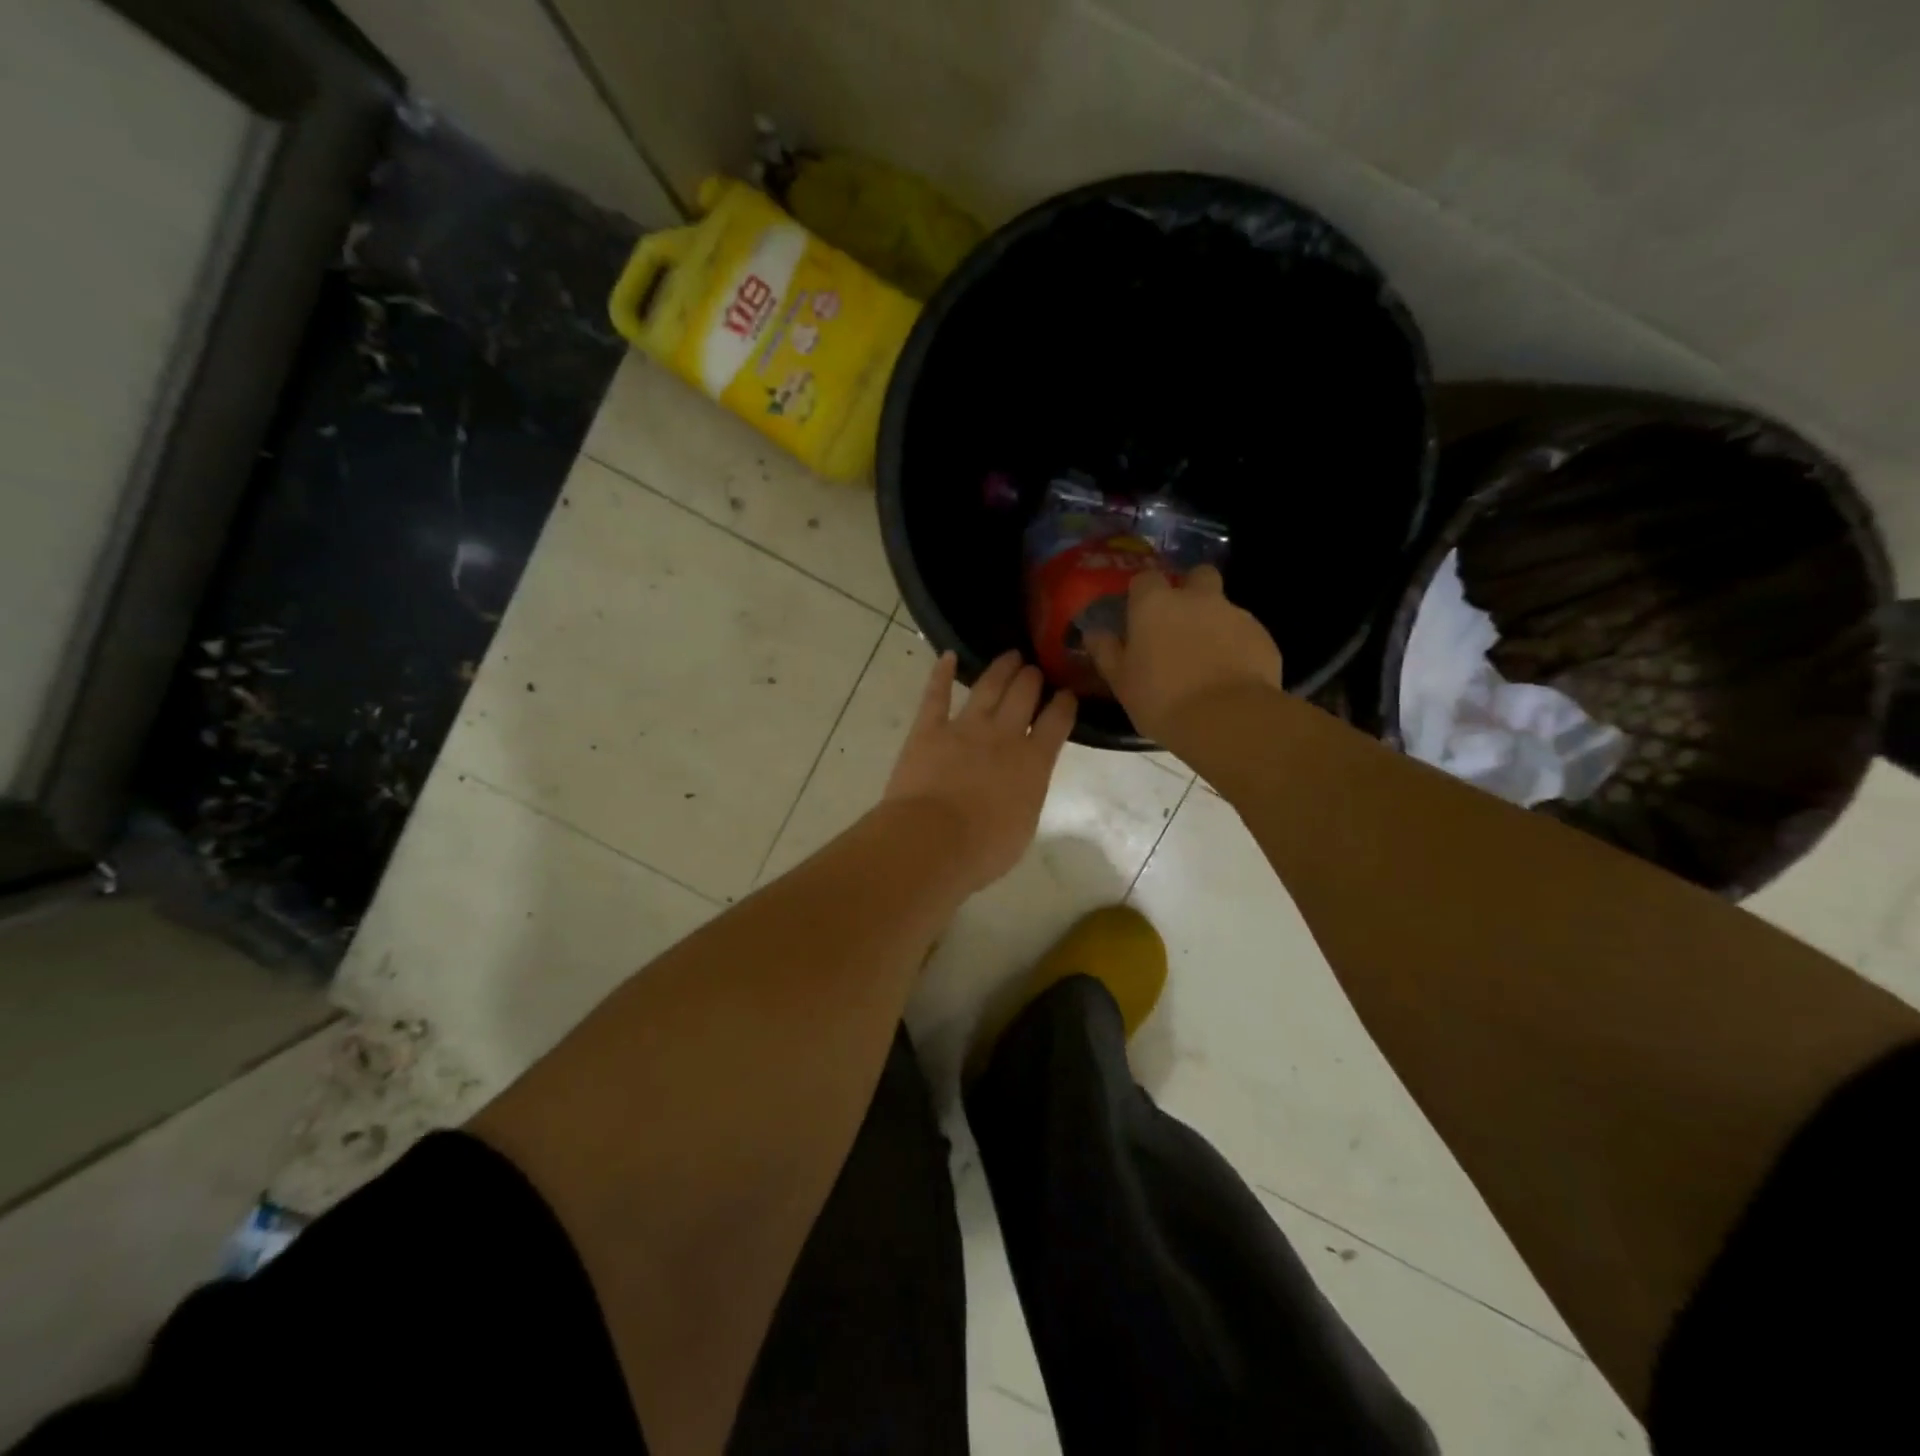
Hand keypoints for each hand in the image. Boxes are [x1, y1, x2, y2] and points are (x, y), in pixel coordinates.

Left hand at [883, 650, 1075, 895]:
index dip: (1065, 704)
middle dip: (1033, 678)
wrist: (933, 841)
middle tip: (1035, 669)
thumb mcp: (1023, 826)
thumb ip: (1027, 794)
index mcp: (1034, 762)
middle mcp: (1003, 735)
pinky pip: (936, 695)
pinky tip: (947, 656)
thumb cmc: (984, 848)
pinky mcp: (929, 729)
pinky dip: (941, 673)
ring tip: (1010, 656)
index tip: (1067, 694)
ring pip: (988, 687)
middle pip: (1024, 694)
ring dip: (1001, 669)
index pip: (1057, 722)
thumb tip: (1023, 782)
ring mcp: (965, 728)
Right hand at [1085, 565, 1282, 745]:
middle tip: (1180, 623)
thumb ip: (1106, 652)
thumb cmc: (1161, 699)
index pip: (1146, 579)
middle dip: (1190, 591)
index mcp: (1156, 605)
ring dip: (1214, 623)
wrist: (1227, 719)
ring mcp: (1235, 614)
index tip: (1139, 615)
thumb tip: (1094, 633)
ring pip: (1223, 607)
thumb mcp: (1121, 682)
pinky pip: (1245, 634)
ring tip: (1206, 660)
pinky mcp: (1263, 637)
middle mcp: (1197, 599)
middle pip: (1197, 575)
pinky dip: (1236, 647)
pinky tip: (1230, 676)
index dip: (1142, 594)